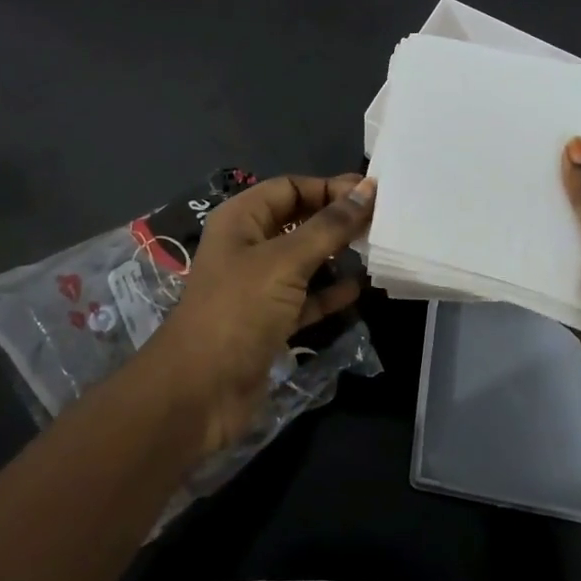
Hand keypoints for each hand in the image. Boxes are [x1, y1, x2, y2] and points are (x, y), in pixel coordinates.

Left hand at [139, 173, 374, 455]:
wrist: (199, 392)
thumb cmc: (238, 311)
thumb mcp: (285, 262)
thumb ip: (328, 227)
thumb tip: (367, 191)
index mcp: (241, 220)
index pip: (289, 188)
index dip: (328, 188)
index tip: (371, 194)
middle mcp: (247, 246)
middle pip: (298, 221)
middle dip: (335, 219)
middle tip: (381, 220)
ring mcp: (257, 286)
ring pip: (304, 260)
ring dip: (336, 255)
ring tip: (376, 249)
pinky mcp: (269, 321)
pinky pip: (305, 297)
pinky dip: (329, 293)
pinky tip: (358, 289)